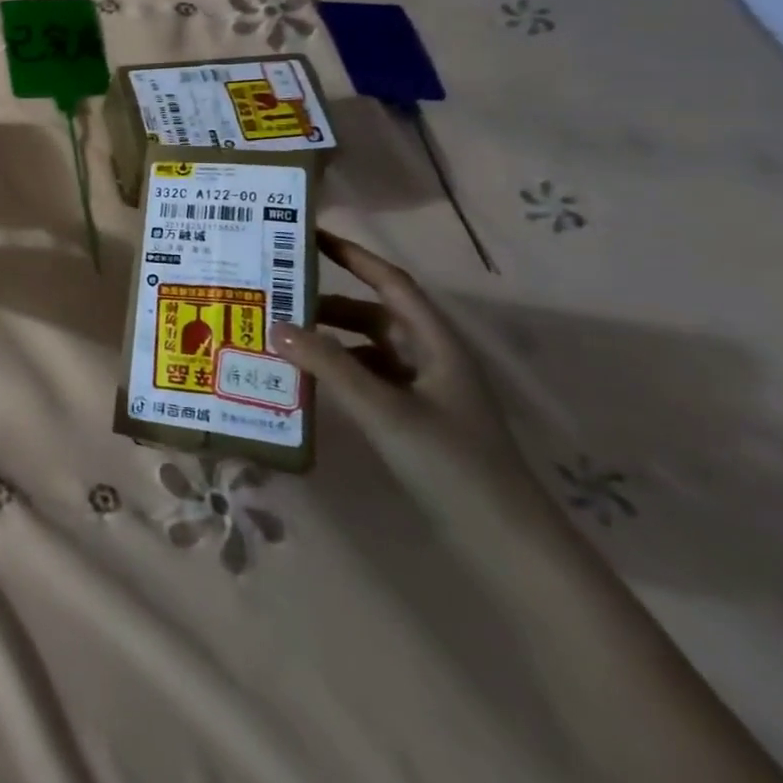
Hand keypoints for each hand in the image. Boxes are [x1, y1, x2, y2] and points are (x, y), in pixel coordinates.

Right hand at [276, 232, 533, 512]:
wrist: (506, 546)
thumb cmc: (453, 465)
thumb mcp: (386, 411)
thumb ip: (331, 367)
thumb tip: (276, 326)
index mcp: (436, 343)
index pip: (391, 282)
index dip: (353, 256)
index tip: (309, 236)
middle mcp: (430, 358)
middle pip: (373, 315)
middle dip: (327, 304)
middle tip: (277, 297)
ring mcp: (424, 391)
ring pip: (367, 349)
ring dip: (329, 341)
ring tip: (282, 340)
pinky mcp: (414, 420)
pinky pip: (367, 380)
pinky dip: (337, 373)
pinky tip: (308, 382)